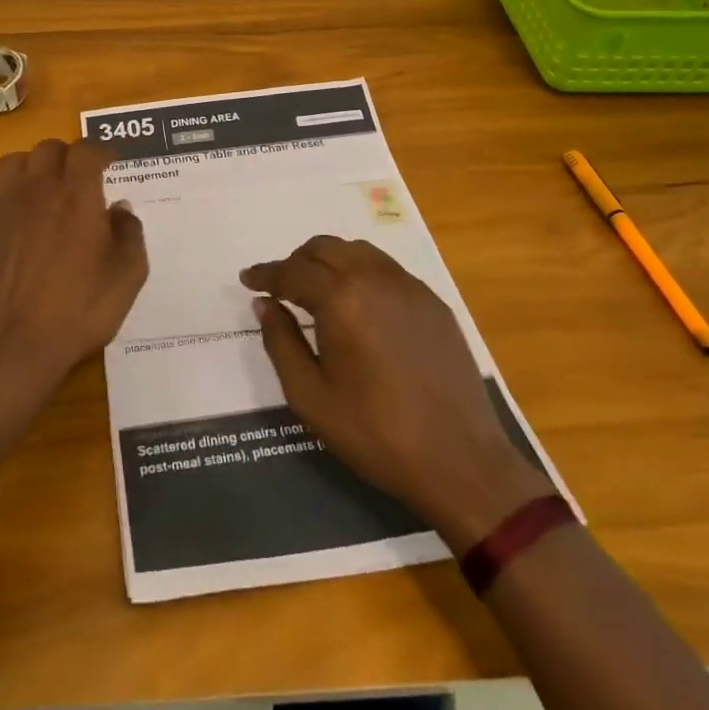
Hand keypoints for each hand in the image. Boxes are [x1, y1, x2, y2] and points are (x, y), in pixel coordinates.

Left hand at [0, 138, 148, 410]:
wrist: (11, 346)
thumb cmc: (78, 311)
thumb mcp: (127, 277)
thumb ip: (130, 233)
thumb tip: (120, 207)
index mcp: (77, 194)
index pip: (87, 150)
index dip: (101, 151)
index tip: (110, 161)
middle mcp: (38, 188)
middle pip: (49, 148)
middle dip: (67, 156)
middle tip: (79, 177)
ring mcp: (3, 205)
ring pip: (15, 162)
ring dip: (33, 168)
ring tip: (43, 189)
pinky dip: (9, 199)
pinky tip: (17, 223)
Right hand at [241, 237, 549, 549]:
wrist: (460, 461)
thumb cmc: (376, 433)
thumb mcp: (311, 397)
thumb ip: (281, 342)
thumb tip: (265, 304)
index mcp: (341, 299)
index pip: (292, 272)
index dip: (266, 274)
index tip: (248, 278)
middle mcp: (374, 278)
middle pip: (324, 248)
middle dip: (296, 261)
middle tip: (282, 287)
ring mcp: (408, 287)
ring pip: (357, 251)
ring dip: (330, 261)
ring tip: (318, 290)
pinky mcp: (432, 301)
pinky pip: (386, 268)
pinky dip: (362, 272)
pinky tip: (360, 304)